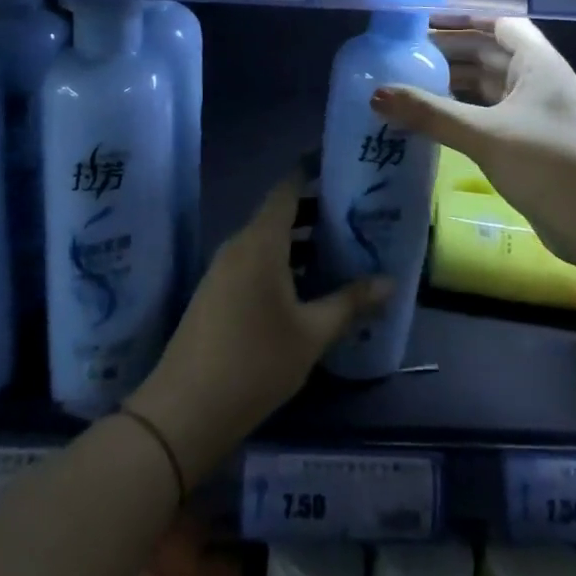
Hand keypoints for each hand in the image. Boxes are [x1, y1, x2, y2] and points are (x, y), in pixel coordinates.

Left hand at [128, 175, 390, 483]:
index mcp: (261, 241)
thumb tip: (390, 282)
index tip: (341, 164)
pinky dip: (284, 263)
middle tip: (358, 215)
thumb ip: (350, 303)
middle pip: (280, 214)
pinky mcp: (217, 293)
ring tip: (343, 250)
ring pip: (269, 241)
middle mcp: (239, 245)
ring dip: (302, 242)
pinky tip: (310, 287)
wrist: (184, 410)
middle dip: (318, 211)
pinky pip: (256, 262)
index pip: (287, 187)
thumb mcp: (312, 334)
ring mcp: (223, 270)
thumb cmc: (255, 362)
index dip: (312, 171)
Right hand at [371, 17, 575, 276]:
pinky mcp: (531, 142)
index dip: (463, 19)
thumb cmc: (550, 164)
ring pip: (489, 86)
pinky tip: (434, 120)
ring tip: (410, 84)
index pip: (498, 24)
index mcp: (538, 63)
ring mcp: (537, 113)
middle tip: (404, 56)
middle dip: (450, 52)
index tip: (422, 24)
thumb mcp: (486, 135)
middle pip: (490, 53)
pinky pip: (490, 115)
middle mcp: (539, 80)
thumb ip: (431, 114)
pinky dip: (463, 112)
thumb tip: (376, 94)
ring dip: (454, 84)